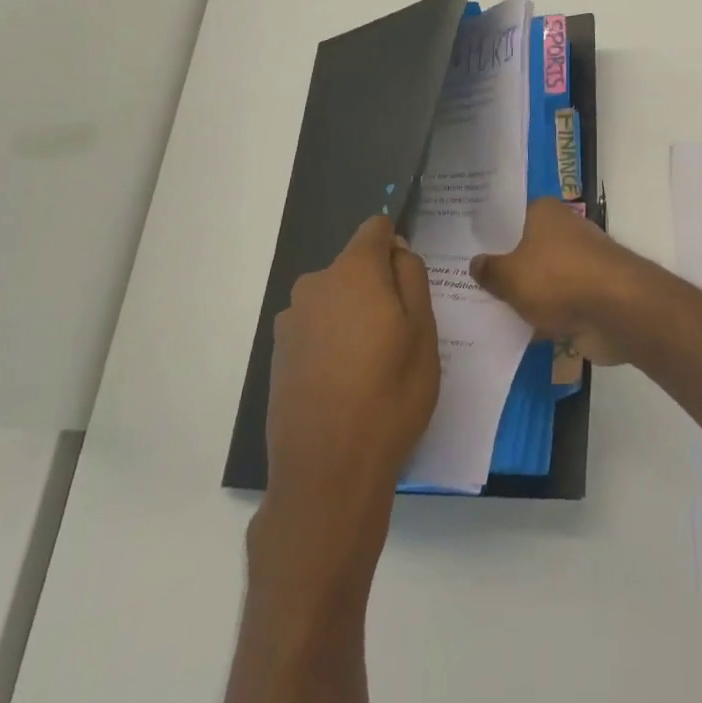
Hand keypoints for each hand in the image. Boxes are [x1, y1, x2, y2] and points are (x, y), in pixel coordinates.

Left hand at [263, 216, 439, 525]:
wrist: (327, 473)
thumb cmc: (390, 395)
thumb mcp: (423, 332)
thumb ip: (412, 277)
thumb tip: (396, 250)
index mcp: (353, 272)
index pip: (375, 229)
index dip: (397, 246)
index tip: (410, 282)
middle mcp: (314, 286)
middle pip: (354, 267)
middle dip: (377, 286)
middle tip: (400, 334)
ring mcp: (291, 322)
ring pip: (335, 300)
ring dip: (354, 316)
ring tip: (374, 365)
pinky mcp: (278, 356)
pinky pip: (316, 330)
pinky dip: (332, 342)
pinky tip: (346, 384)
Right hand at [469, 198, 659, 365]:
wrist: (617, 311)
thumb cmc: (558, 279)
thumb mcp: (510, 276)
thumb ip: (490, 270)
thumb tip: (476, 262)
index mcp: (544, 212)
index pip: (509, 215)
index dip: (487, 230)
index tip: (461, 244)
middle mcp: (563, 231)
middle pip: (524, 247)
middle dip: (501, 265)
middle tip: (462, 279)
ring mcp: (578, 264)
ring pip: (539, 278)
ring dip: (521, 294)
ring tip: (480, 308)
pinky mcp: (588, 295)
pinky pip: (554, 304)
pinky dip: (540, 317)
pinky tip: (511, 331)